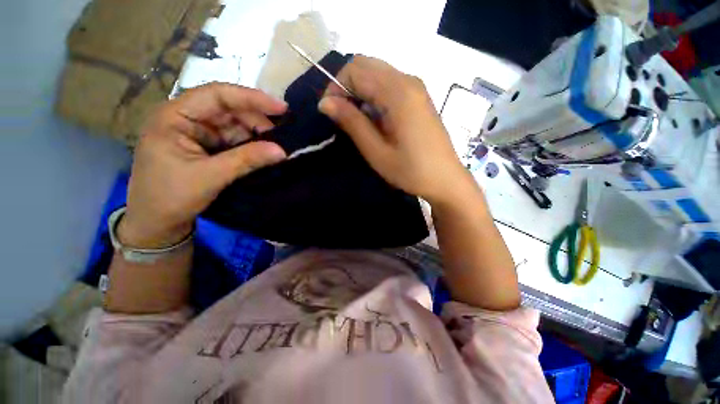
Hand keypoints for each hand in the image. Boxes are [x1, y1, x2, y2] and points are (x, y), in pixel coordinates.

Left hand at [119, 83, 287, 247]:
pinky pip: (234, 140)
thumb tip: (282, 151)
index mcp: (175, 116)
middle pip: (229, 109)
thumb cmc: (171, 197)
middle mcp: (186, 118)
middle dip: (257, 121)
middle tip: (283, 135)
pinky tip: (265, 151)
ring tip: (278, 145)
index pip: (217, 95)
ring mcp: (198, 133)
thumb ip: (247, 160)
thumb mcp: (210, 176)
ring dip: (257, 134)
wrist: (156, 224)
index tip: (282, 108)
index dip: (252, 98)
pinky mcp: (207, 147)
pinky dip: (251, 145)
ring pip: (235, 125)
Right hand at [318, 56, 473, 205]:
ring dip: (361, 91)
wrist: (445, 179)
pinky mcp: (419, 97)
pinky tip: (376, 119)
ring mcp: (417, 87)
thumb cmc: (410, 171)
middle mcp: (408, 80)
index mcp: (398, 93)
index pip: (355, 70)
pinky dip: (375, 95)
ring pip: (378, 73)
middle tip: (343, 116)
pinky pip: (390, 84)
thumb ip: (352, 123)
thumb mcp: (376, 151)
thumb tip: (325, 102)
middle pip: (366, 65)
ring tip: (358, 121)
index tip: (331, 113)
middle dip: (347, 86)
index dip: (336, 87)